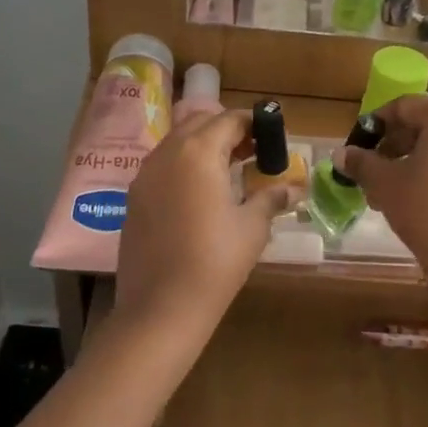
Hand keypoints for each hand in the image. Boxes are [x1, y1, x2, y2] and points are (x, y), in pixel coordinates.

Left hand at [117, 109, 300, 337]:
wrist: (162, 306)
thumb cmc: (216, 261)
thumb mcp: (252, 228)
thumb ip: (271, 199)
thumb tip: (293, 190)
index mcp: (198, 152)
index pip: (229, 120)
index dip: (253, 124)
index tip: (271, 138)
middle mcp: (166, 154)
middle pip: (199, 124)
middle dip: (227, 132)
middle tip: (252, 153)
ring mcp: (144, 175)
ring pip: (176, 144)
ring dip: (203, 148)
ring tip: (229, 174)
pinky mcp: (133, 199)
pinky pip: (162, 167)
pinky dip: (183, 168)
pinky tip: (200, 196)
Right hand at [338, 96, 427, 270]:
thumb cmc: (424, 206)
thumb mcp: (385, 183)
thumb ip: (361, 162)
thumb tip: (340, 154)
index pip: (404, 106)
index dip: (375, 124)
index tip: (357, 145)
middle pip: (426, 125)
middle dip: (394, 145)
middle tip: (371, 168)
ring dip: (412, 161)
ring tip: (388, 189)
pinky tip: (416, 199)